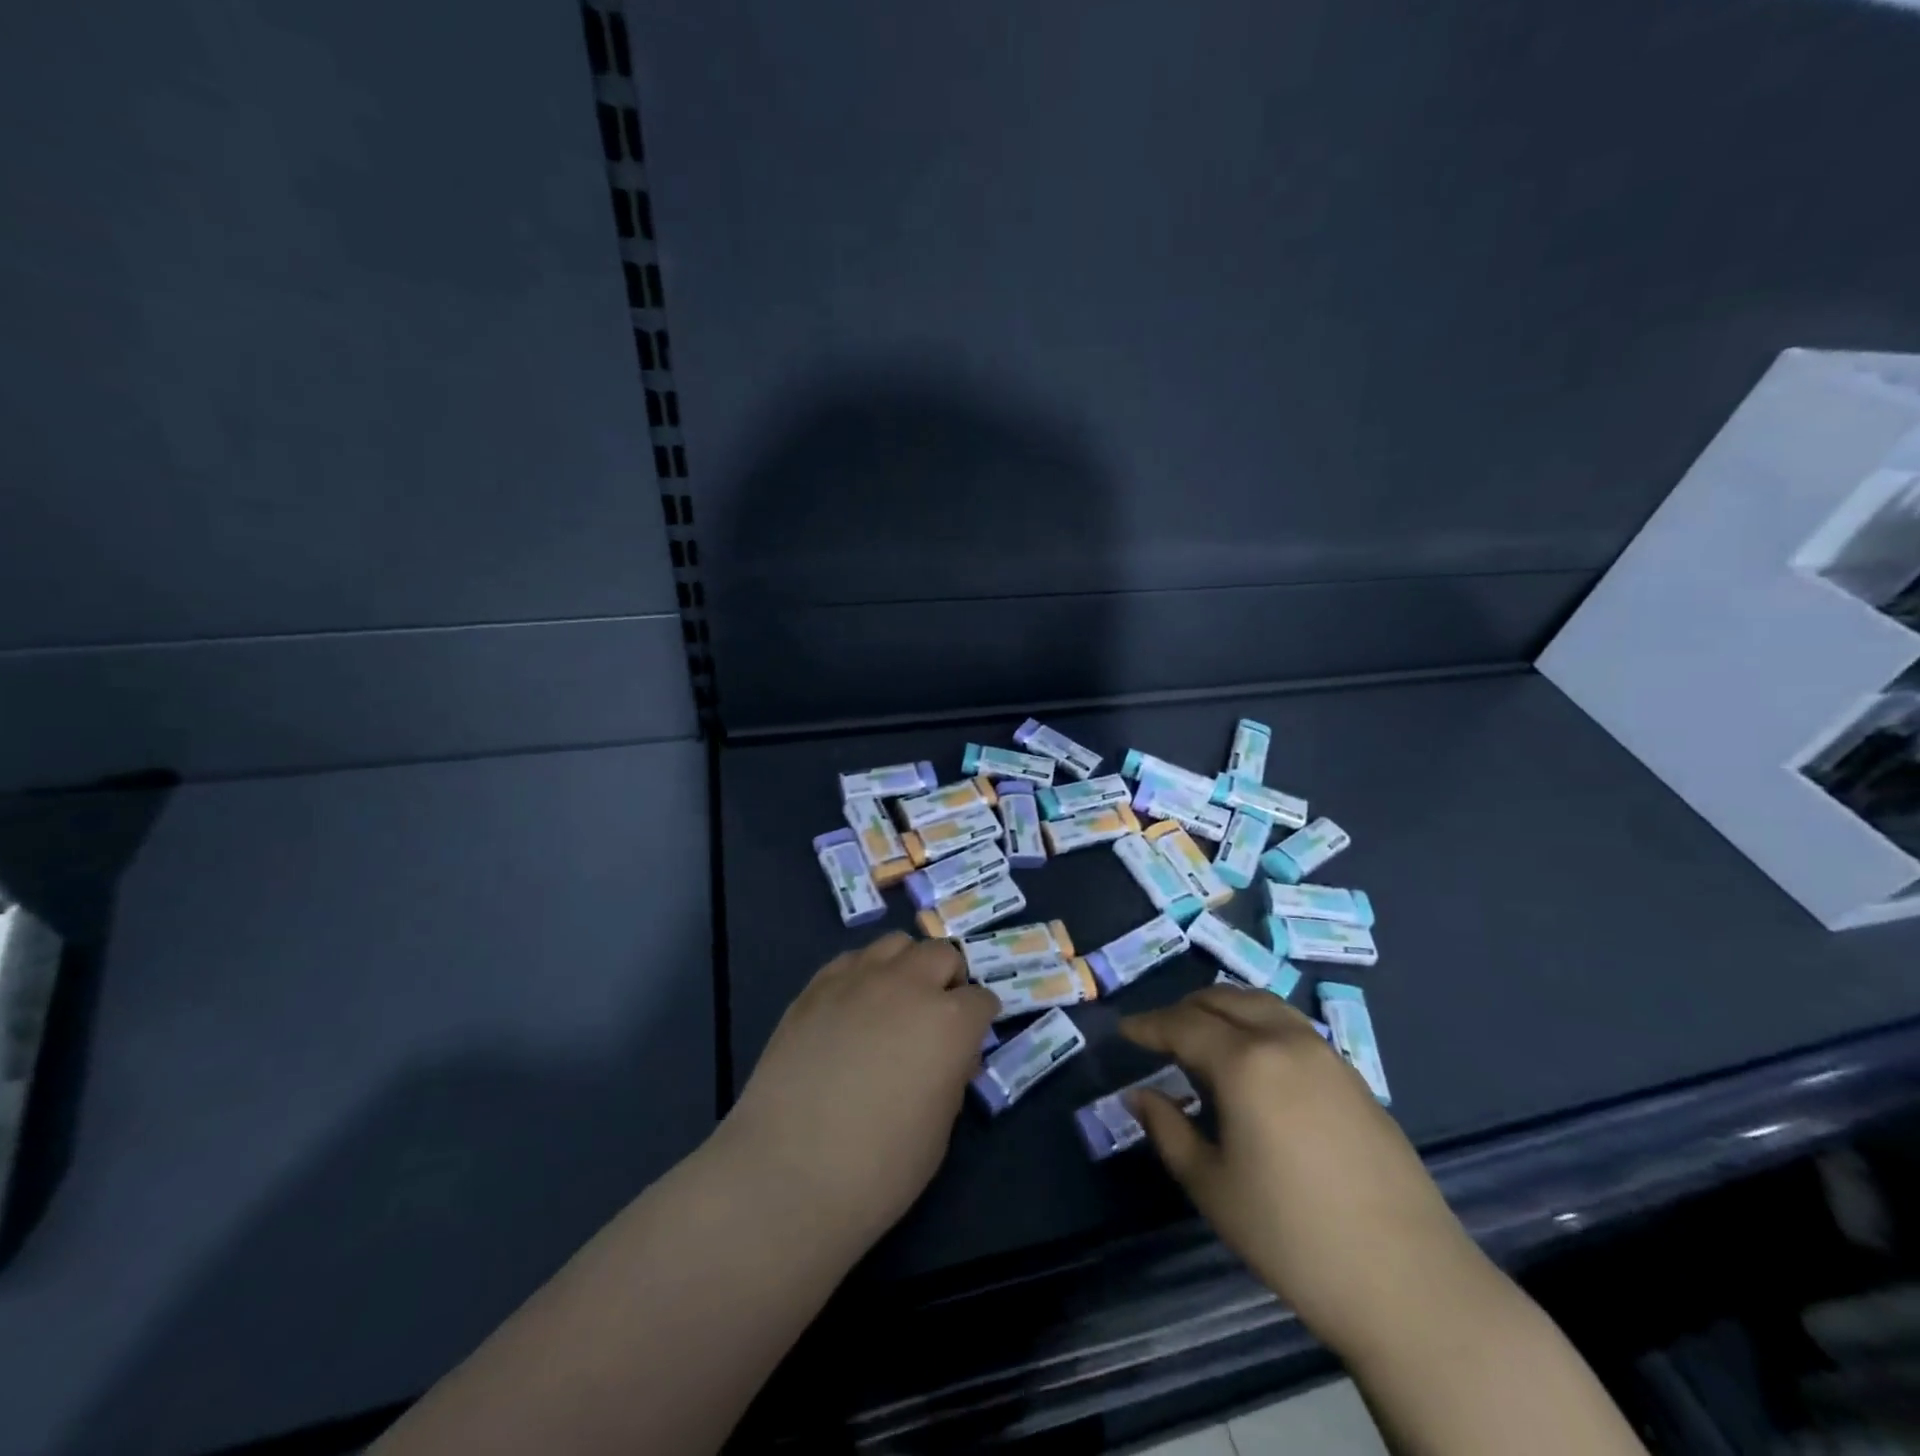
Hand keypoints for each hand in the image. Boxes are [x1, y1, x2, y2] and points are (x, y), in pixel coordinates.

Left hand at [721, 932, 999, 1248]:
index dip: (979, 1020)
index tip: (970, 1040)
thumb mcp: (940, 1128)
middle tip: (935, 1015)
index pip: (982, 999)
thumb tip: (948, 1054)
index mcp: (950, 1022)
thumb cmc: (879, 1168)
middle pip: (942, 954)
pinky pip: (852, 959)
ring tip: (894, 1001)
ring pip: (896, 944)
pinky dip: (864, 974)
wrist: (788, 1173)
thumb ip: (950, 1074)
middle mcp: (909, 985)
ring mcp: (859, 979)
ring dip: (906, 966)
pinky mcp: (816, 986)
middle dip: (948, 979)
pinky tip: (853, 1007)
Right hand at [1122, 986, 1489, 1362]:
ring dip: (1224, 1009)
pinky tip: (1255, 1060)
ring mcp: (1326, 1054)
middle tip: (1159, 1034)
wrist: (1409, 1281)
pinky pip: (1292, 1026)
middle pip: (1223, 1000)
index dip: (1148, 1025)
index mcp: (1245, 1062)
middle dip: (1184, 1009)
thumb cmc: (1293, 1236)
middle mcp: (1284, 1041)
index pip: (1182, 1024)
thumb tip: (1138, 1095)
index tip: (1124, 1030)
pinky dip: (1259, 1024)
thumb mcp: (1212, 1187)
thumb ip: (1168, 1129)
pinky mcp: (1354, 1076)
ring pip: (1262, 1004)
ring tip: (1203, 1036)